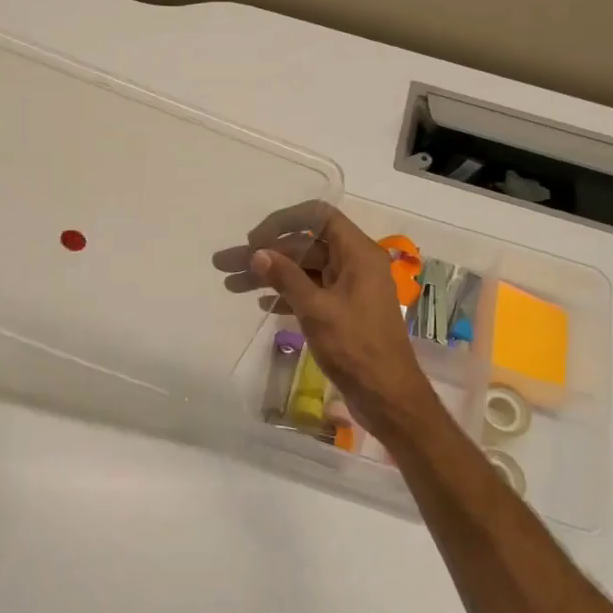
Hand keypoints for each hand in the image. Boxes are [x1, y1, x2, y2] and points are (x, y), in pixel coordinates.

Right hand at [244, 204, 442, 437]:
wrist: (387, 396)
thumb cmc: (355, 347)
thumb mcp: (316, 310)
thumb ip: (286, 278)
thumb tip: (257, 254)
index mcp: (358, 254)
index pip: (319, 217)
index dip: (284, 221)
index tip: (255, 240)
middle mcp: (355, 264)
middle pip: (305, 246)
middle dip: (265, 254)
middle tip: (225, 265)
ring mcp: (349, 289)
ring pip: (303, 271)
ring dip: (270, 276)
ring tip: (231, 285)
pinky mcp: (343, 312)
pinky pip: (310, 292)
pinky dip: (286, 295)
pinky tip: (261, 304)